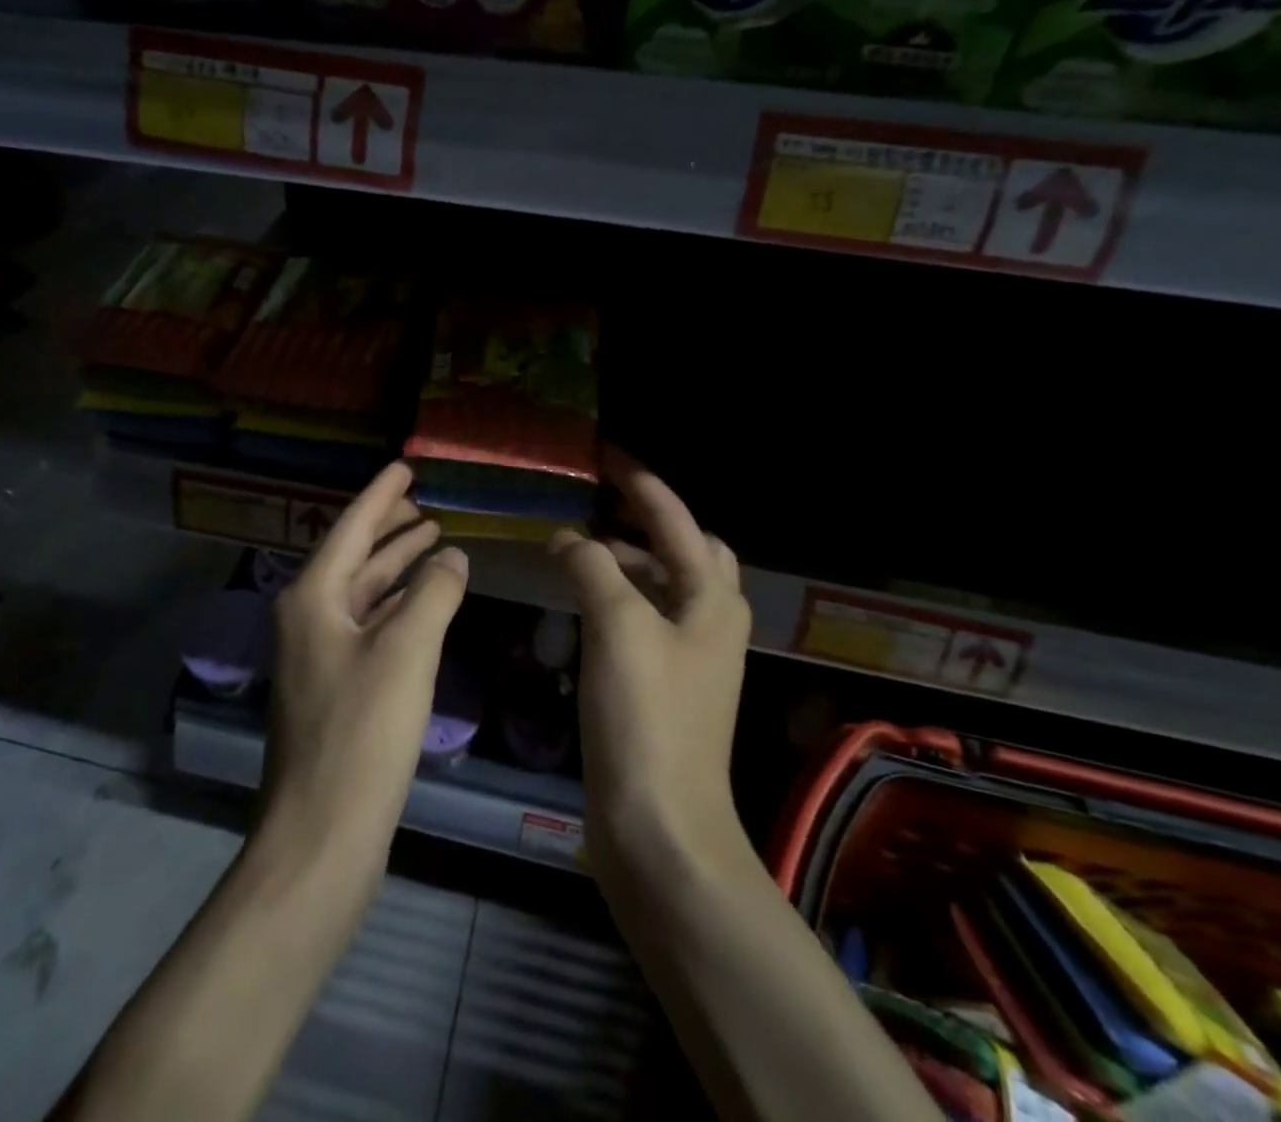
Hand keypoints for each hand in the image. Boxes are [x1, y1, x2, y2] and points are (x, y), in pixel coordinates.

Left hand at [263, 462, 468, 867]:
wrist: (321, 837)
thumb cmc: (362, 733)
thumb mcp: (406, 651)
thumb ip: (433, 593)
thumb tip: (453, 557)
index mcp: (312, 598)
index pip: (350, 527)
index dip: (381, 495)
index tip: (406, 466)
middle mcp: (308, 619)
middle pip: (353, 557)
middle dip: (390, 529)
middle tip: (427, 505)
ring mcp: (319, 657)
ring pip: (363, 594)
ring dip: (396, 567)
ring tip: (433, 541)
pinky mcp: (336, 690)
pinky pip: (370, 627)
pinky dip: (398, 608)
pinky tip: (424, 604)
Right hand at [549, 451, 750, 873]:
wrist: (661, 827)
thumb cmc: (647, 718)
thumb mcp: (619, 626)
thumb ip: (594, 567)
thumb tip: (568, 538)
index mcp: (712, 597)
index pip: (675, 517)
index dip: (639, 481)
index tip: (602, 454)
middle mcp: (710, 619)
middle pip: (683, 547)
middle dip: (643, 517)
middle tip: (596, 500)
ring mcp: (689, 654)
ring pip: (661, 584)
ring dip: (626, 557)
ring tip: (578, 543)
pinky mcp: (664, 684)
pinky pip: (643, 618)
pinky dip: (617, 595)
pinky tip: (581, 598)